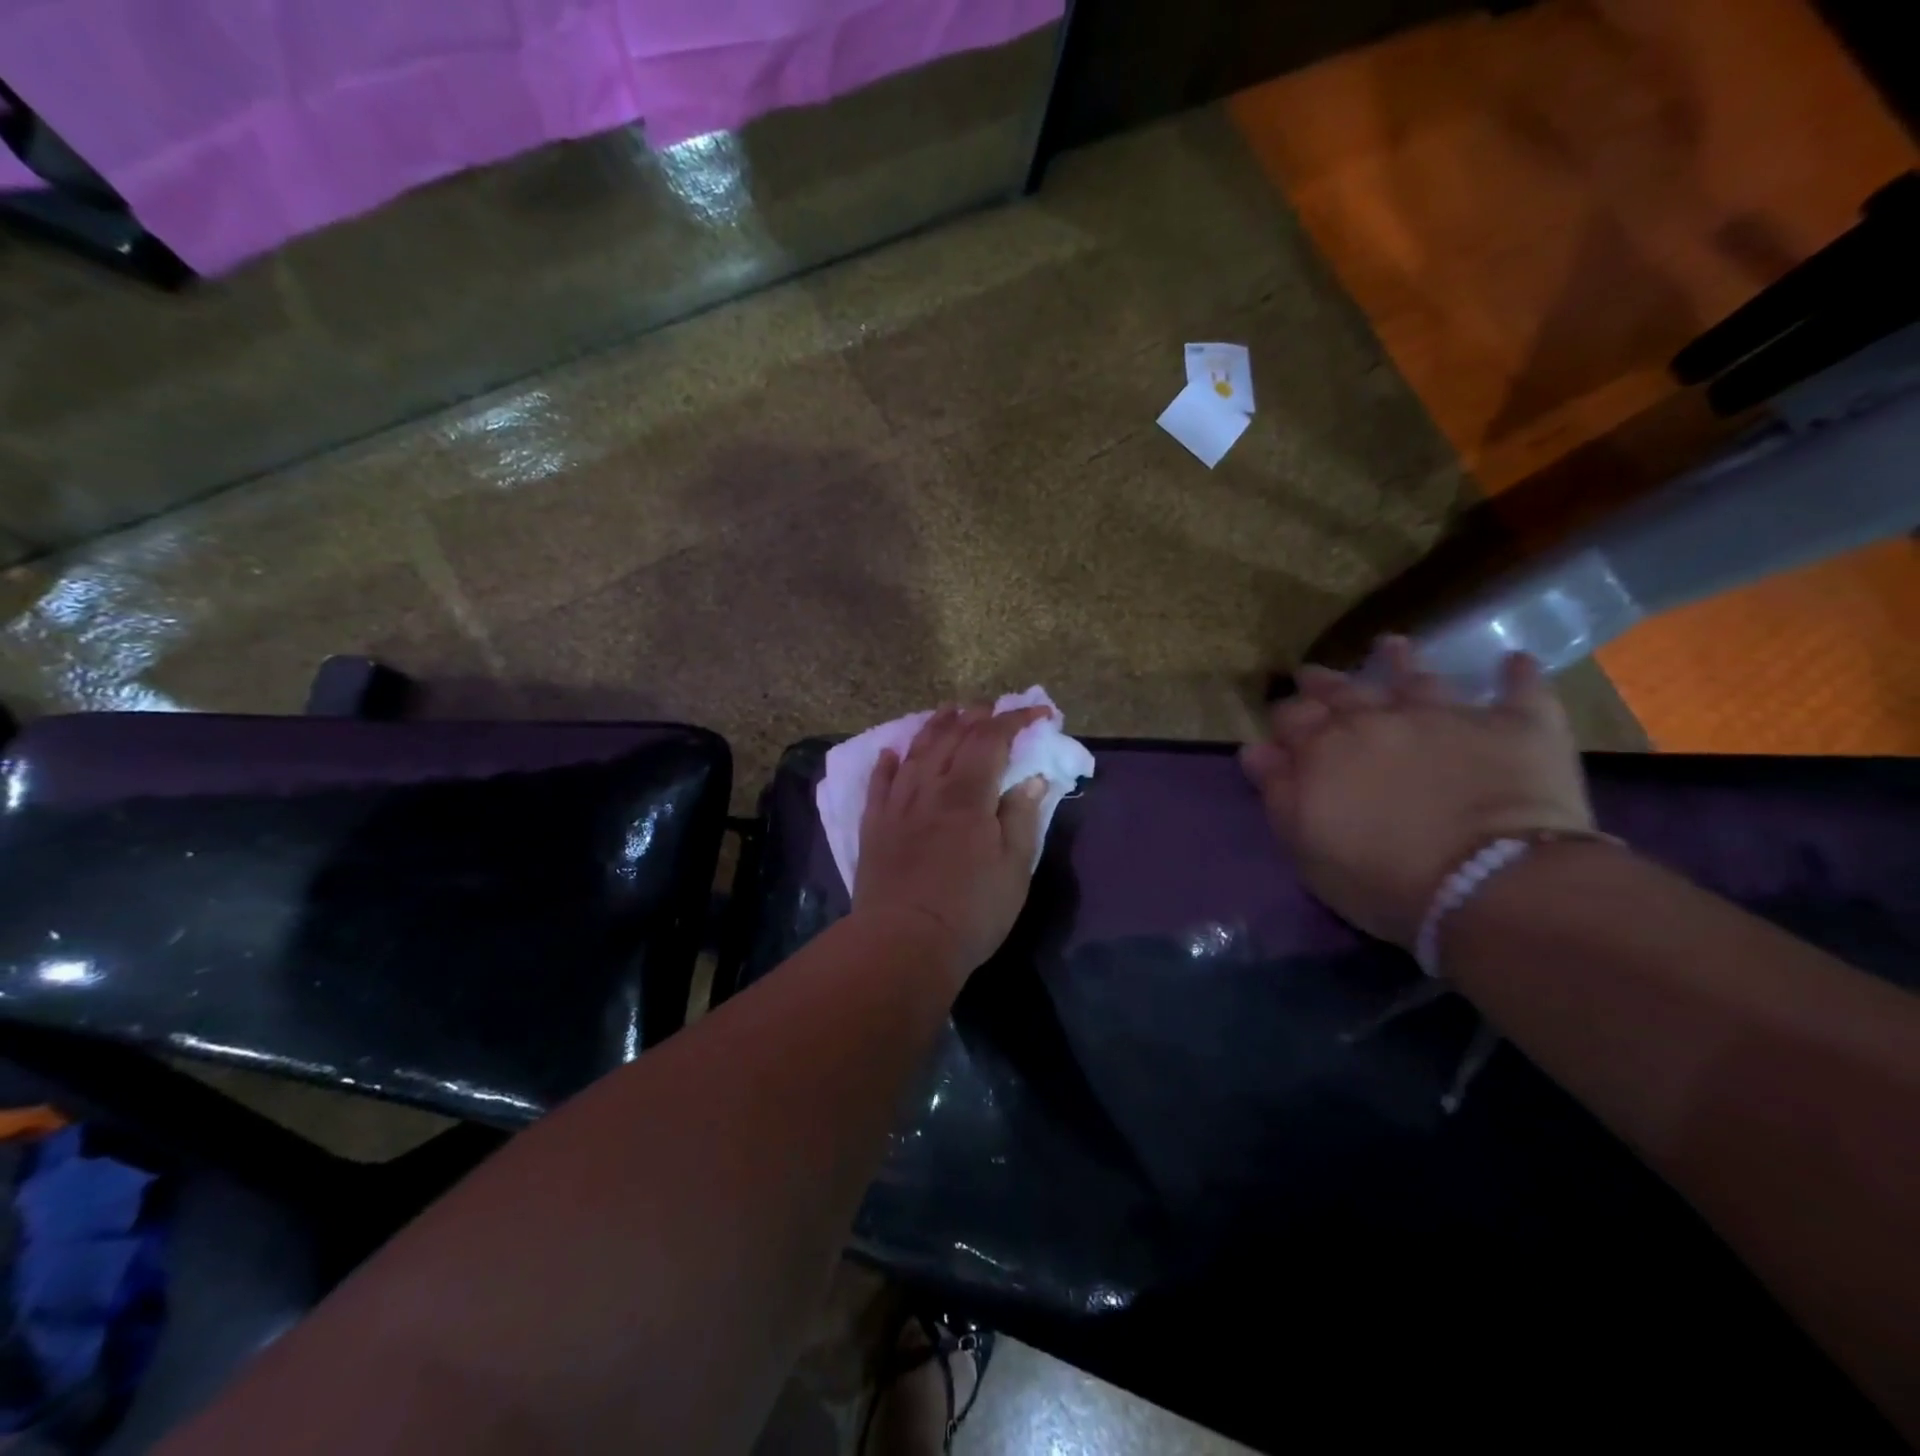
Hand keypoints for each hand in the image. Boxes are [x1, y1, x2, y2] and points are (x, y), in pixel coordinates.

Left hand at [853, 704, 1049, 984]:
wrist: (904, 943)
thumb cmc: (971, 911)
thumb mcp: (1013, 868)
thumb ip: (1021, 817)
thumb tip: (1032, 779)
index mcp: (968, 795)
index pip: (991, 740)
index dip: (1015, 720)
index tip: (1039, 713)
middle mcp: (930, 789)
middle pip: (951, 739)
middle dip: (975, 717)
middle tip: (992, 708)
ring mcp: (897, 806)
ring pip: (915, 753)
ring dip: (933, 727)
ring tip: (947, 711)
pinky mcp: (874, 827)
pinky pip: (878, 784)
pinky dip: (886, 764)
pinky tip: (890, 753)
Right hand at [1241, 638, 1593, 947]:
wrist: (1489, 882)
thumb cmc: (1381, 876)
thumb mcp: (1305, 845)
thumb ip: (1278, 792)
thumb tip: (1256, 749)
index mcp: (1325, 747)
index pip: (1293, 717)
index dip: (1286, 715)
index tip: (1282, 720)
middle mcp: (1379, 718)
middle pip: (1344, 690)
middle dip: (1325, 681)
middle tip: (1313, 673)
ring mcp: (1448, 716)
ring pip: (1419, 677)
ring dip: (1402, 661)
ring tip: (1392, 646)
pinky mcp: (1516, 727)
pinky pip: (1520, 691)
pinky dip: (1517, 675)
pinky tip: (1515, 662)